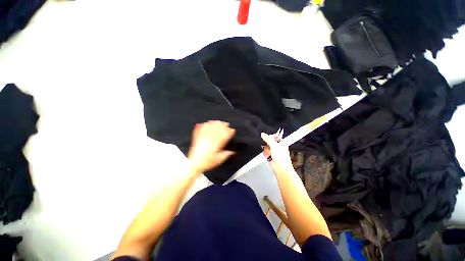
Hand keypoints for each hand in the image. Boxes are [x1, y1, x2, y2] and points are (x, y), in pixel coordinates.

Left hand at [188, 121, 235, 174]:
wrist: (194, 164)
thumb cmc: (207, 162)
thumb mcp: (220, 159)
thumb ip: (227, 154)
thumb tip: (233, 151)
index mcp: (217, 144)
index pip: (225, 134)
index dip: (230, 131)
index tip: (232, 131)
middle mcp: (211, 138)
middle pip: (218, 128)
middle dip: (224, 125)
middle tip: (227, 124)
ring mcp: (204, 136)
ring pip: (211, 126)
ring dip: (215, 123)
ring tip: (219, 122)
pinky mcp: (198, 137)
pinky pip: (201, 128)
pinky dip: (205, 124)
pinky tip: (207, 123)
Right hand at [261, 133, 293, 175]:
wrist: (280, 168)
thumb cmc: (282, 158)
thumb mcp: (274, 145)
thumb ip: (268, 139)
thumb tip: (263, 134)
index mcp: (281, 142)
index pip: (274, 136)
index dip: (270, 137)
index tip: (268, 138)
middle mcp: (278, 147)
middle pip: (269, 142)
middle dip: (267, 144)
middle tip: (269, 146)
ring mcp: (274, 152)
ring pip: (266, 147)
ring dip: (266, 150)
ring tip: (269, 153)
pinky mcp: (270, 156)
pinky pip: (265, 152)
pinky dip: (265, 154)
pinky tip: (268, 156)